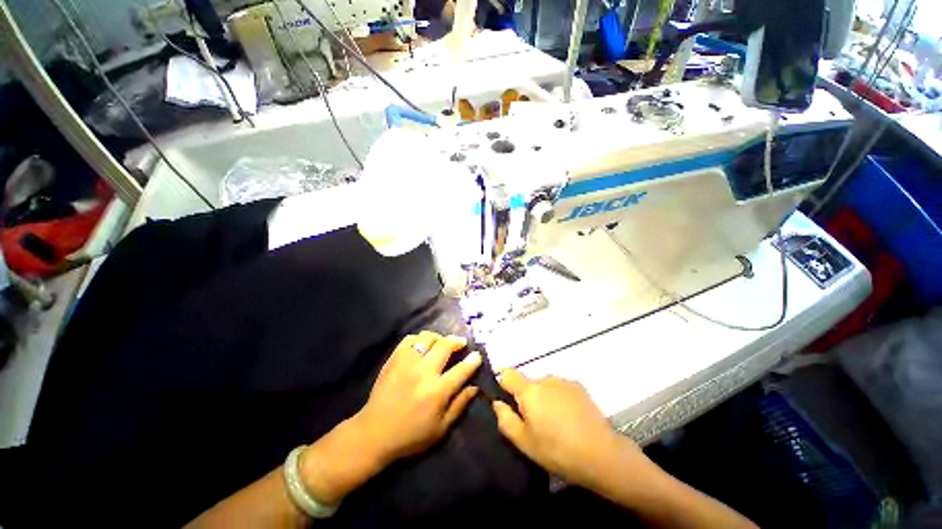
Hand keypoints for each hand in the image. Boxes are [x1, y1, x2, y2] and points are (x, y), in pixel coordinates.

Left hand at [355, 331, 482, 463]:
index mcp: (437, 391)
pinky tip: (422, 344)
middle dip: (457, 341)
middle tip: (461, 343)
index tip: (477, 355)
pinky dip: (419, 338)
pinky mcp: (393, 359)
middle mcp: (424, 372)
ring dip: (439, 337)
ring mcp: (407, 363)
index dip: (473, 360)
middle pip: (445, 346)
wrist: (374, 433)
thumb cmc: (411, 435)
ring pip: (427, 338)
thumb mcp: (441, 429)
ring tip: (442, 342)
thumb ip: (459, 405)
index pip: (461, 369)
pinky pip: (409, 340)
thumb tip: (475, 387)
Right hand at [492, 369, 648, 488]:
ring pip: (544, 385)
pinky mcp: (579, 387)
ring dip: (543, 397)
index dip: (504, 385)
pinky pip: (559, 388)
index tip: (508, 402)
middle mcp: (545, 379)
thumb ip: (505, 419)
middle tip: (534, 422)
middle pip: (527, 382)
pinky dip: (558, 398)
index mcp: (529, 390)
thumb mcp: (524, 442)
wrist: (602, 454)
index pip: (507, 374)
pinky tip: (569, 418)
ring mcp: (563, 381)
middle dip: (526, 397)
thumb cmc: (558, 450)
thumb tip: (497, 403)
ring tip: (554, 422)